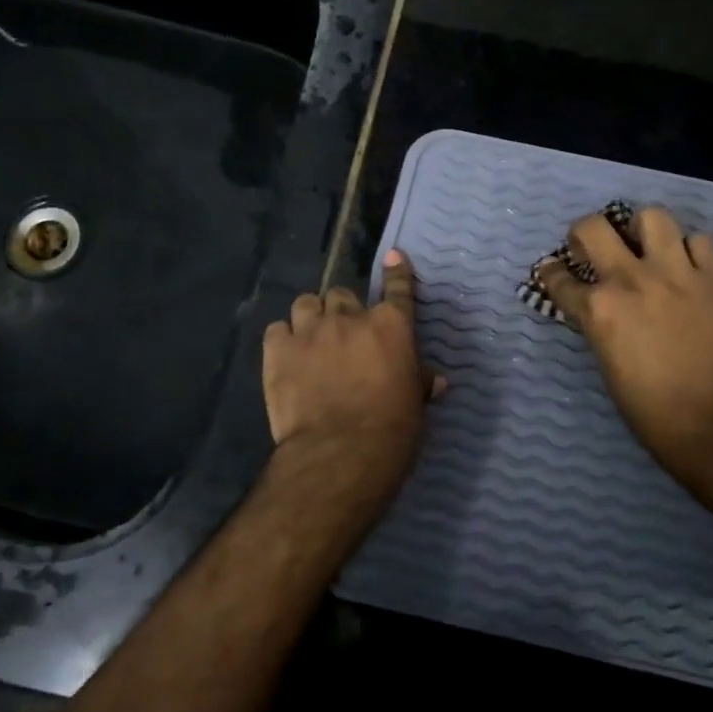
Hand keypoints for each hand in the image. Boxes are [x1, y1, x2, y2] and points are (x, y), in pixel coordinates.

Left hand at [262, 250, 439, 503]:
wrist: (340, 455)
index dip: (397, 272)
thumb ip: (419, 383)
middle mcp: (350, 318)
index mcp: (391, 327)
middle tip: (343, 334)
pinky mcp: (278, 350)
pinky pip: (277, 328)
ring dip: (311, 316)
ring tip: (311, 337)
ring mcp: (311, 330)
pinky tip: (286, 354)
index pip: (398, 290)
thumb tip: (435, 380)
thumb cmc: (391, 432)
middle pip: (342, 295)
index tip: (393, 256)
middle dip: (343, 311)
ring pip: (306, 303)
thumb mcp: (415, 407)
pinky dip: (283, 338)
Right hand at [535, 206, 712, 495]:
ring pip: (652, 217)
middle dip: (584, 234)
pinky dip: (690, 250)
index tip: (553, 273)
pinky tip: (688, 268)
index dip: (551, 274)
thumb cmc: (651, 409)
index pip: (559, 278)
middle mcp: (632, 279)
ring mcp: (677, 273)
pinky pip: (700, 241)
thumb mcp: (607, 364)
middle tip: (592, 248)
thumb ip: (599, 325)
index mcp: (599, 309)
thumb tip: (596, 309)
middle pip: (594, 227)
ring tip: (646, 248)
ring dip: (642, 230)